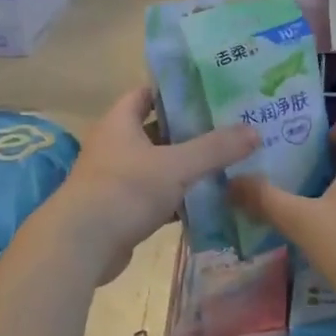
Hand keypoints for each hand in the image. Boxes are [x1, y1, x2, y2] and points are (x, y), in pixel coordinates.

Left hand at [47, 87, 257, 282]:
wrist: (81, 245)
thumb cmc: (125, 190)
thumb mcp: (176, 165)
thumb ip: (215, 148)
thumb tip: (254, 130)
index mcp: (120, 121)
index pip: (148, 93)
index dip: (176, 90)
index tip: (211, 91)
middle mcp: (115, 144)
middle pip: (157, 130)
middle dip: (190, 130)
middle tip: (229, 128)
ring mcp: (117, 178)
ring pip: (158, 165)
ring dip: (186, 166)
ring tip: (227, 162)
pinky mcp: (121, 209)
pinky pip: (156, 196)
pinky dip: (178, 198)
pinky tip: (208, 201)